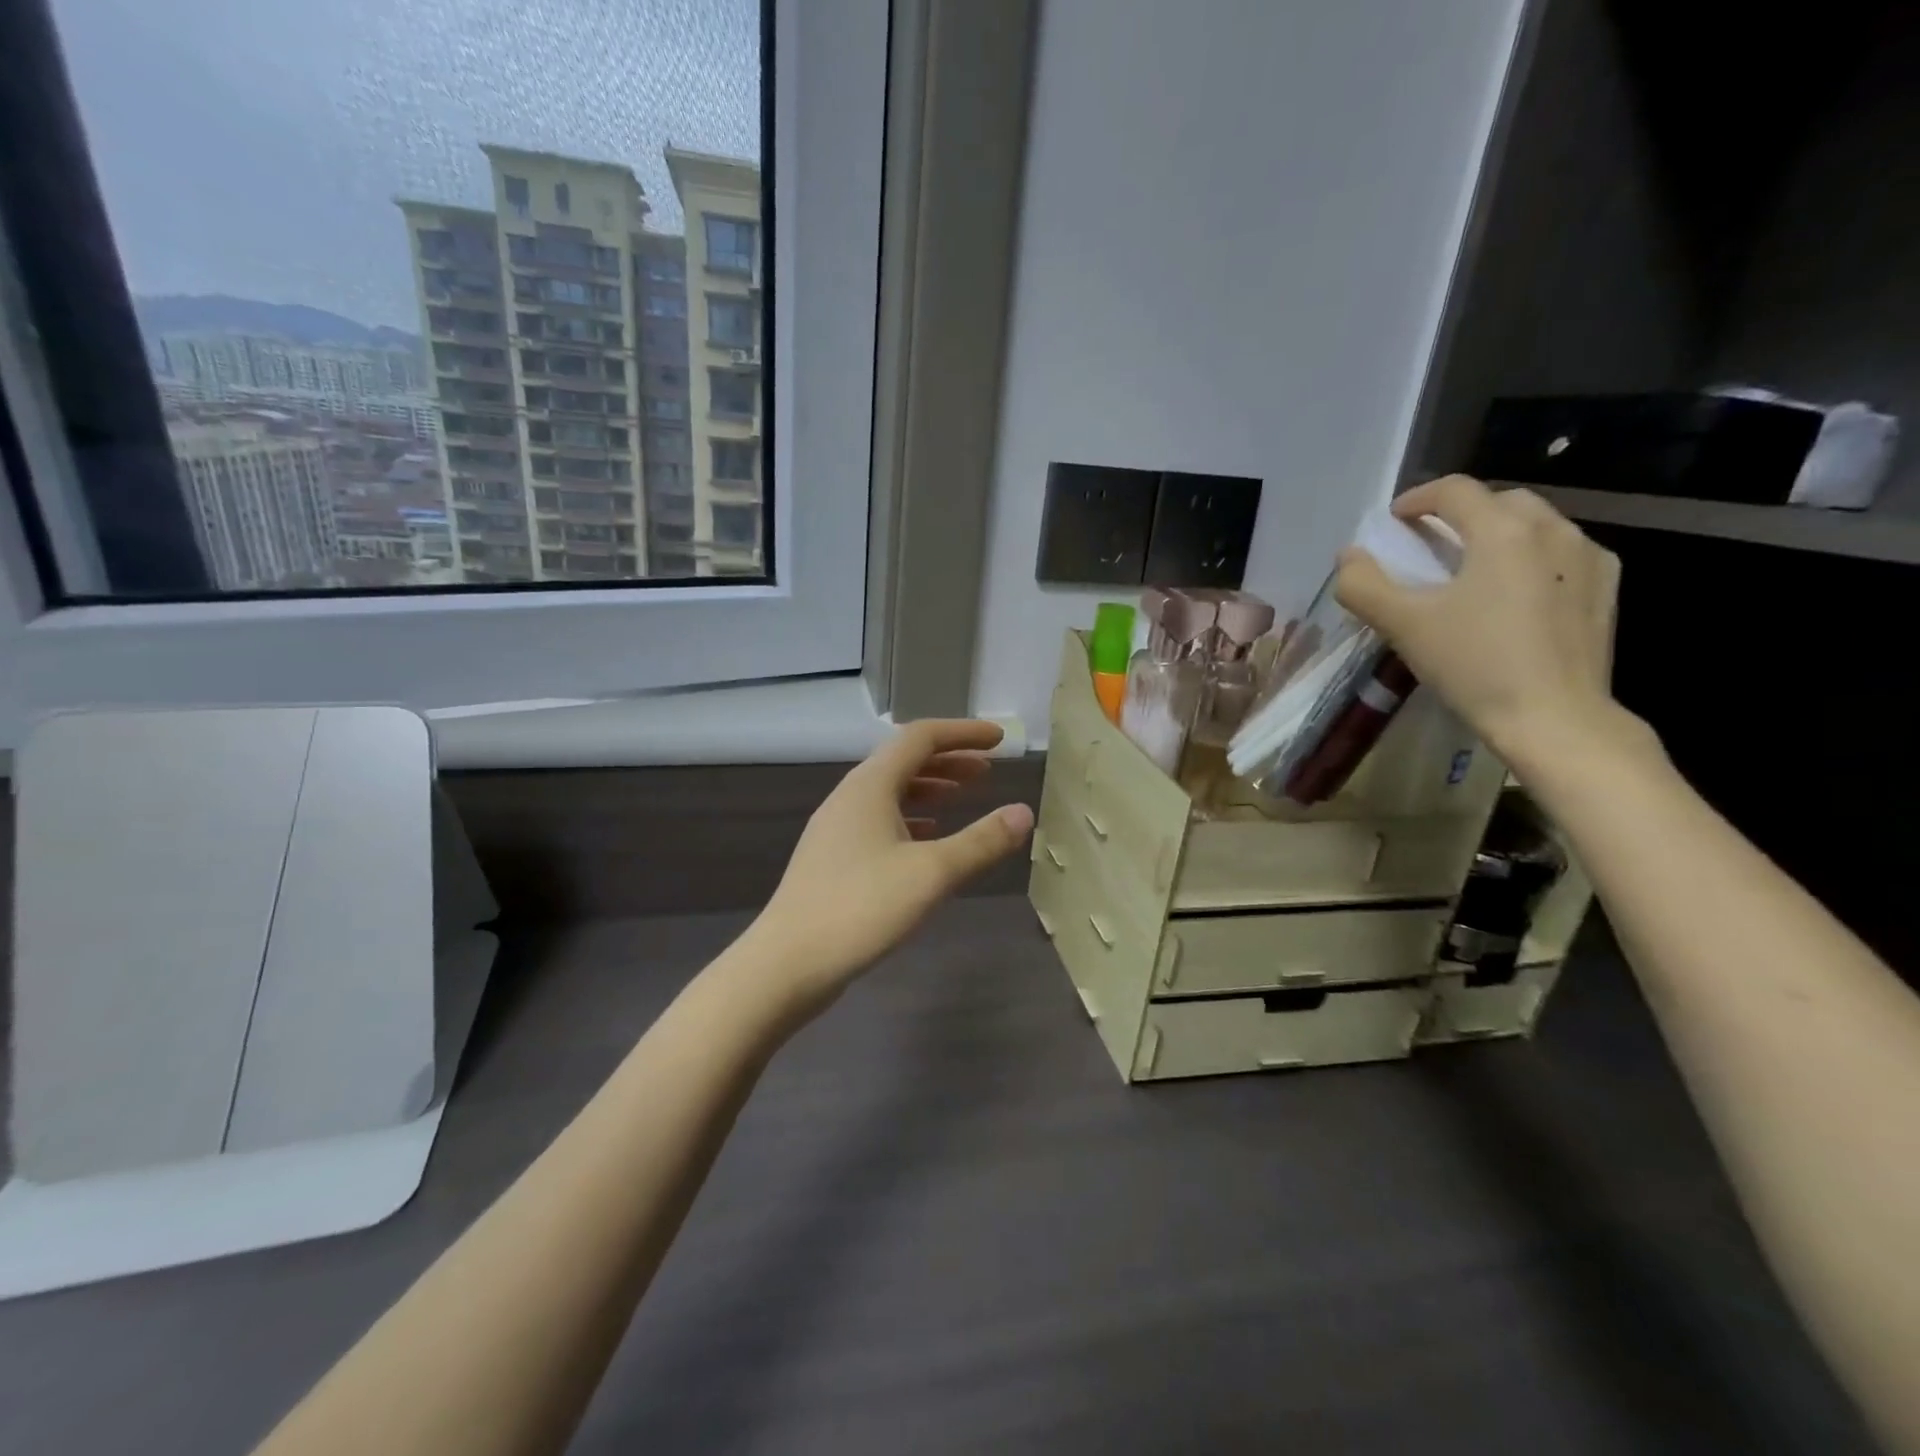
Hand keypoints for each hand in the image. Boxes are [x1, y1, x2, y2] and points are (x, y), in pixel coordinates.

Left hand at [743, 719, 1034, 1015]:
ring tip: (963, 797)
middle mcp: (850, 797)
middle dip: (949, 760)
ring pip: (890, 792)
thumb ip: (981, 841)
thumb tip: (1024, 813)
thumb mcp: (932, 873)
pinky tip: (927, 838)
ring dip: (929, 788)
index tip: (999, 739)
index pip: (921, 737)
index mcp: (870, 786)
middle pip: (903, 761)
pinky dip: (910, 818)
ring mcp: (837, 829)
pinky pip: (879, 821)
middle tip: (988, 770)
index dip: (963, 733)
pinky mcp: (833, 859)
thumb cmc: (860, 908)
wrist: (786, 963)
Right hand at [1334, 475, 1642, 768]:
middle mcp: (1553, 529)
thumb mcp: (1403, 625)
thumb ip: (1364, 585)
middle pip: (1499, 501)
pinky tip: (1514, 593)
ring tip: (1472, 570)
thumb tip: (1349, 556)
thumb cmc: (1474, 665)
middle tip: (1431, 546)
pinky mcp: (1605, 588)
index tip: (1394, 522)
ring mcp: (1588, 557)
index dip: (1417, 498)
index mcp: (1503, 531)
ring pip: (1536, 525)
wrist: (1554, 718)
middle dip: (1460, 514)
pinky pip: (1562, 554)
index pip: (1454, 490)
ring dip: (1497, 534)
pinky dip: (1531, 558)